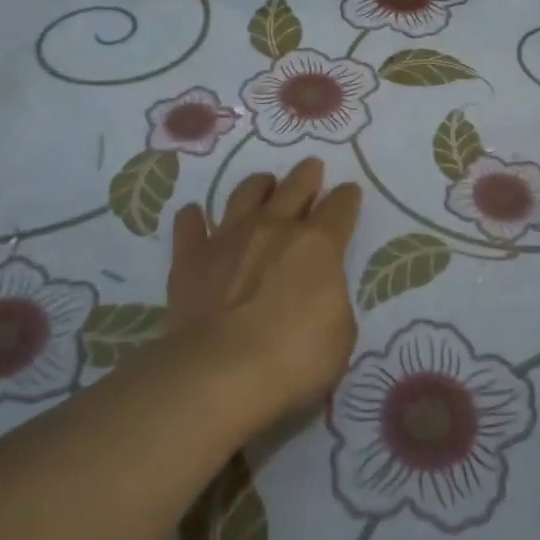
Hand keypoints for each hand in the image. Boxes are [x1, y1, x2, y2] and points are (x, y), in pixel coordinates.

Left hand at [166, 157, 363, 419]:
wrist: (220, 372)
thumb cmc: (295, 357)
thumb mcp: (340, 334)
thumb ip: (331, 301)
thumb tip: (317, 293)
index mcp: (318, 245)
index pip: (340, 208)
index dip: (347, 198)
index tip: (350, 191)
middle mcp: (274, 229)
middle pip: (295, 188)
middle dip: (307, 175)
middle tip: (311, 167)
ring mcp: (229, 239)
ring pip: (244, 195)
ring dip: (257, 185)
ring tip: (264, 183)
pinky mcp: (191, 259)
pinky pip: (190, 227)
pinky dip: (193, 218)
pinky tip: (193, 214)